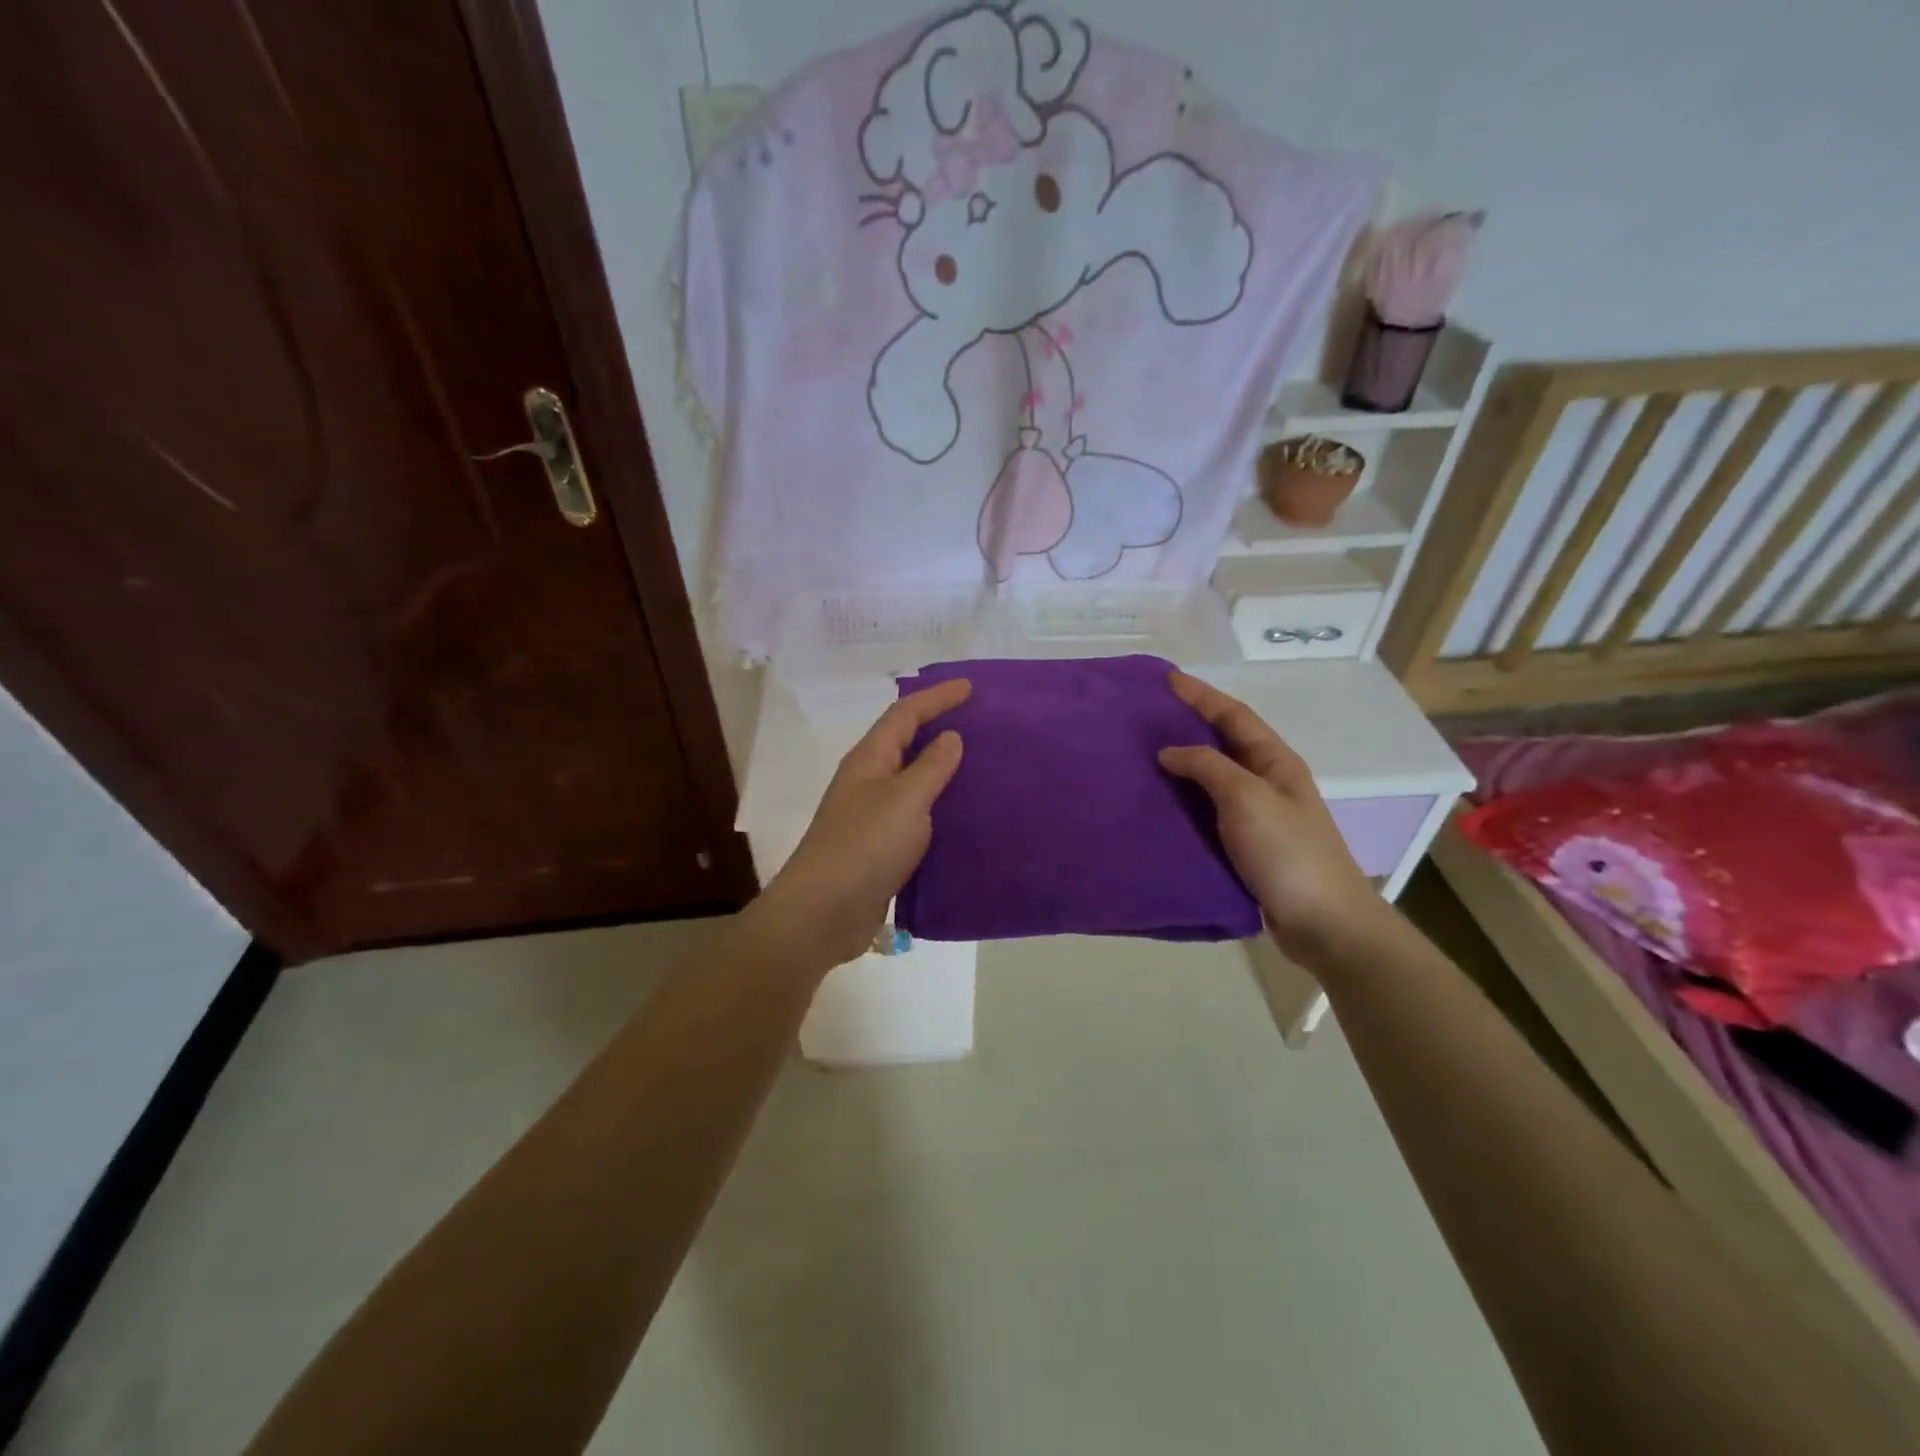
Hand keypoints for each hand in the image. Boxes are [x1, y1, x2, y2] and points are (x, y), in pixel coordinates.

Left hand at [745, 679, 970, 971]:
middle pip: (905, 742)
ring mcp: (871, 815)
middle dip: (939, 727)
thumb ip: (931, 767)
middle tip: (980, 723)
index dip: (937, 698)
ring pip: (911, 780)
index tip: (971, 688)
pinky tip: (964, 817)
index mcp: (870, 759)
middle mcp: (868, 781)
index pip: (905, 714)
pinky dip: (939, 808)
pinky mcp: (880, 848)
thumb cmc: (864, 846)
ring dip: (941, 769)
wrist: (823, 912)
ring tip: (980, 765)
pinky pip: (915, 815)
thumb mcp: (905, 800)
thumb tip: (950, 737)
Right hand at [1158, 672, 1392, 968]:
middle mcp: (1266, 782)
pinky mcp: (1244, 847)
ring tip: (1141, 758)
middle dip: (1188, 725)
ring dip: (1181, 766)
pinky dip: (1183, 803)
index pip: (1233, 716)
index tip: (1166, 679)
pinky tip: (1157, 806)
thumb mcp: (1247, 798)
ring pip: (1212, 779)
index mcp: (1274, 762)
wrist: (1323, 923)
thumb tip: (1169, 751)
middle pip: (1223, 743)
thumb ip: (1207, 767)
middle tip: (1146, 717)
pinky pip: (1207, 813)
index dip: (1201, 695)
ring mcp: (1256, 816)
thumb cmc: (1288, 852)